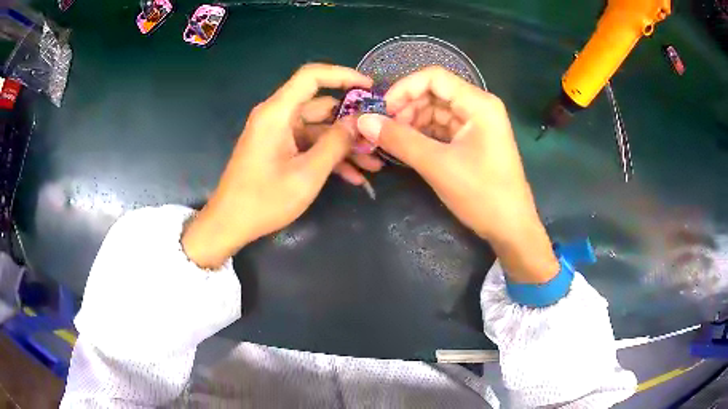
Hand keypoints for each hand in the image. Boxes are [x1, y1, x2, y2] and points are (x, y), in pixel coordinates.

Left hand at [182, 64, 373, 268]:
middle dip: (351, 122)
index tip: (370, 87)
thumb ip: (336, 143)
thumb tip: (359, 121)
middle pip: (320, 105)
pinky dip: (328, 156)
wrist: (230, 224)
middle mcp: (276, 116)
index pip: (312, 76)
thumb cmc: (264, 200)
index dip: (343, 75)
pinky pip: (308, 144)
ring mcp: (277, 133)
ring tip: (374, 163)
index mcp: (277, 113)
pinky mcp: (278, 149)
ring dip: (344, 144)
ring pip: (318, 129)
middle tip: (378, 137)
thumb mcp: (307, 174)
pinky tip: (354, 176)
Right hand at [356, 67, 557, 282]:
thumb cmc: (482, 194)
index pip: (434, 77)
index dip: (404, 89)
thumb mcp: (437, 165)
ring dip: (413, 121)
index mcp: (478, 104)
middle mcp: (479, 106)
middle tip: (384, 130)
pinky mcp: (473, 140)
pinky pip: (443, 128)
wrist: (511, 228)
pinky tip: (408, 146)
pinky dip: (424, 134)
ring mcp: (477, 124)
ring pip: (437, 110)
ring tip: (393, 141)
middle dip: (407, 107)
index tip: (382, 110)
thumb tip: (363, 121)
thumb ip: (399, 140)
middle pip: (435, 92)